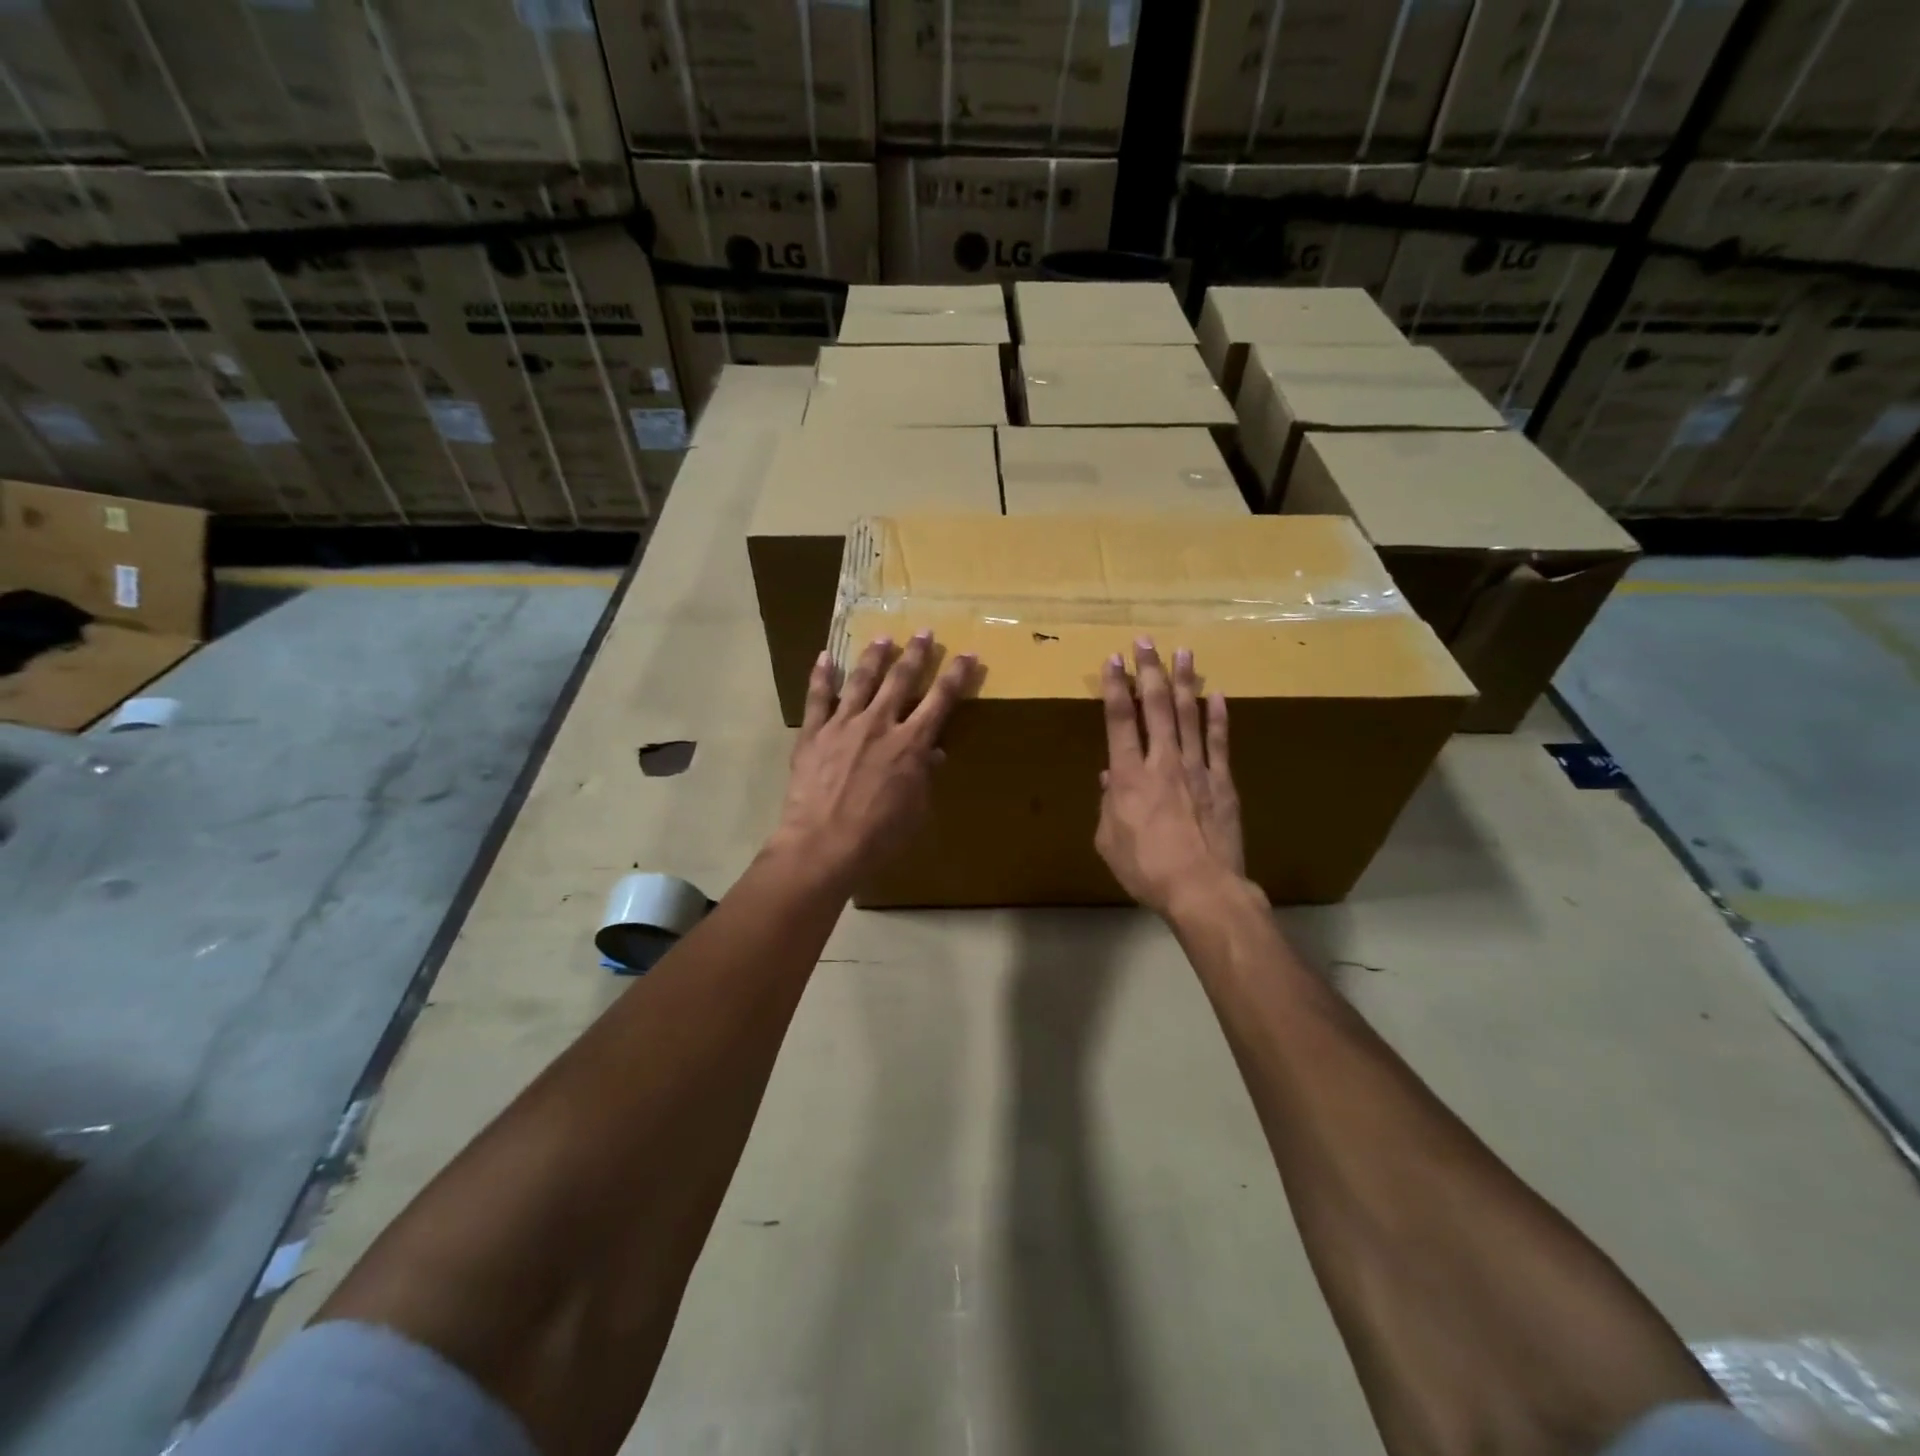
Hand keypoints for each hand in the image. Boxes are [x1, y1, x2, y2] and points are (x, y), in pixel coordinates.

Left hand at [771, 630, 975, 888]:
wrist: (823, 845)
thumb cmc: (878, 837)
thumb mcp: (915, 811)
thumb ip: (924, 777)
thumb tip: (933, 754)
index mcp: (911, 744)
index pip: (940, 701)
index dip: (956, 675)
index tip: (967, 654)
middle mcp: (879, 724)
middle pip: (900, 680)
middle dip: (916, 654)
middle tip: (924, 631)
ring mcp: (843, 725)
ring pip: (861, 680)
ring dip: (874, 656)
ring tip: (882, 638)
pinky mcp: (813, 734)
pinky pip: (817, 698)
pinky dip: (821, 676)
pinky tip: (825, 657)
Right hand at [1094, 640, 1248, 917]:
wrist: (1201, 888)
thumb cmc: (1145, 869)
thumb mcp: (1108, 841)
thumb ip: (1107, 805)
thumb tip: (1110, 778)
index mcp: (1128, 776)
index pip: (1119, 720)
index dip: (1114, 686)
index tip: (1113, 659)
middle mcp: (1162, 762)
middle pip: (1154, 706)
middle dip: (1148, 671)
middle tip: (1145, 642)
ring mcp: (1196, 769)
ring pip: (1188, 715)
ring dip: (1182, 682)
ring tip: (1182, 652)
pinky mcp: (1222, 782)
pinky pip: (1219, 742)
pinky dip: (1217, 716)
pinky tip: (1216, 694)